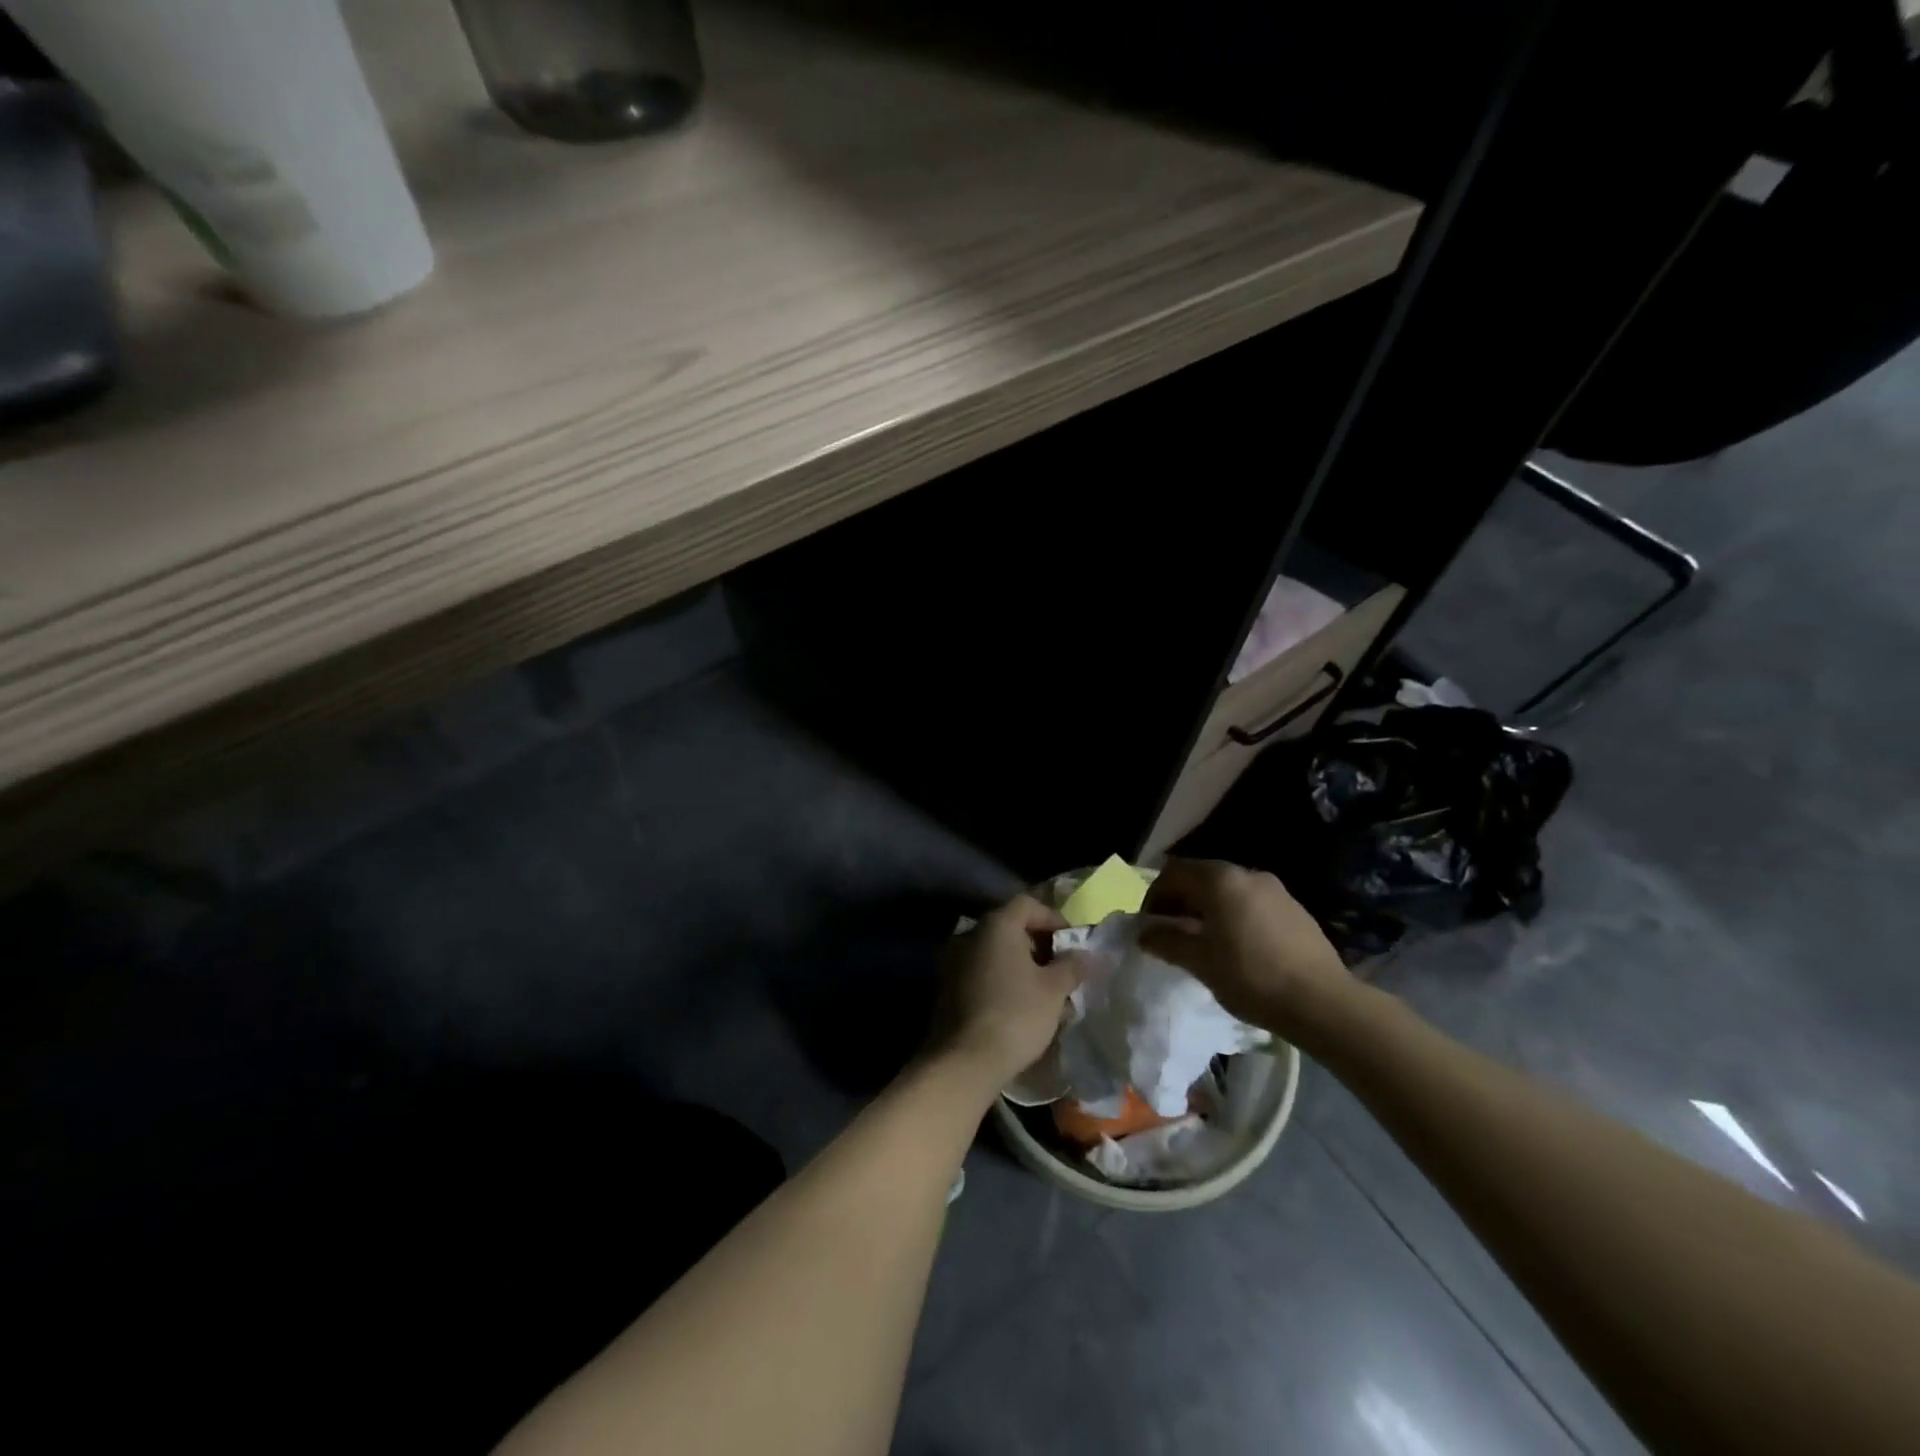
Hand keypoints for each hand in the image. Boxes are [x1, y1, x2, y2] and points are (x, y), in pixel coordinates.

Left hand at [930, 894, 1083, 1094]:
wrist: (965, 1061)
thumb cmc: (1016, 1015)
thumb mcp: (1054, 990)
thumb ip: (1071, 966)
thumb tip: (1082, 955)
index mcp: (996, 925)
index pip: (1028, 904)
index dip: (1054, 919)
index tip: (1072, 943)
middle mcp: (970, 934)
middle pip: (1010, 927)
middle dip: (1039, 945)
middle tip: (1061, 969)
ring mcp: (953, 960)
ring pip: (995, 952)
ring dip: (1020, 965)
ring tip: (1044, 993)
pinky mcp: (946, 987)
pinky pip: (980, 972)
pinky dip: (1001, 980)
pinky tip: (1019, 1006)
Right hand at [1140, 858, 1358, 1044]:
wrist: (1322, 1002)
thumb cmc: (1250, 976)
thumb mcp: (1199, 962)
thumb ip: (1166, 941)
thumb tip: (1143, 933)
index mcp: (1220, 880)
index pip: (1173, 872)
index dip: (1154, 896)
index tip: (1149, 925)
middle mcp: (1247, 874)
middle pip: (1201, 877)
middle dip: (1181, 902)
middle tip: (1171, 934)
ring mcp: (1276, 890)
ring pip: (1228, 891)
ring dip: (1208, 910)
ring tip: (1203, 943)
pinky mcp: (1295, 910)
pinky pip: (1252, 904)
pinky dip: (1234, 917)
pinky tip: (1237, 949)